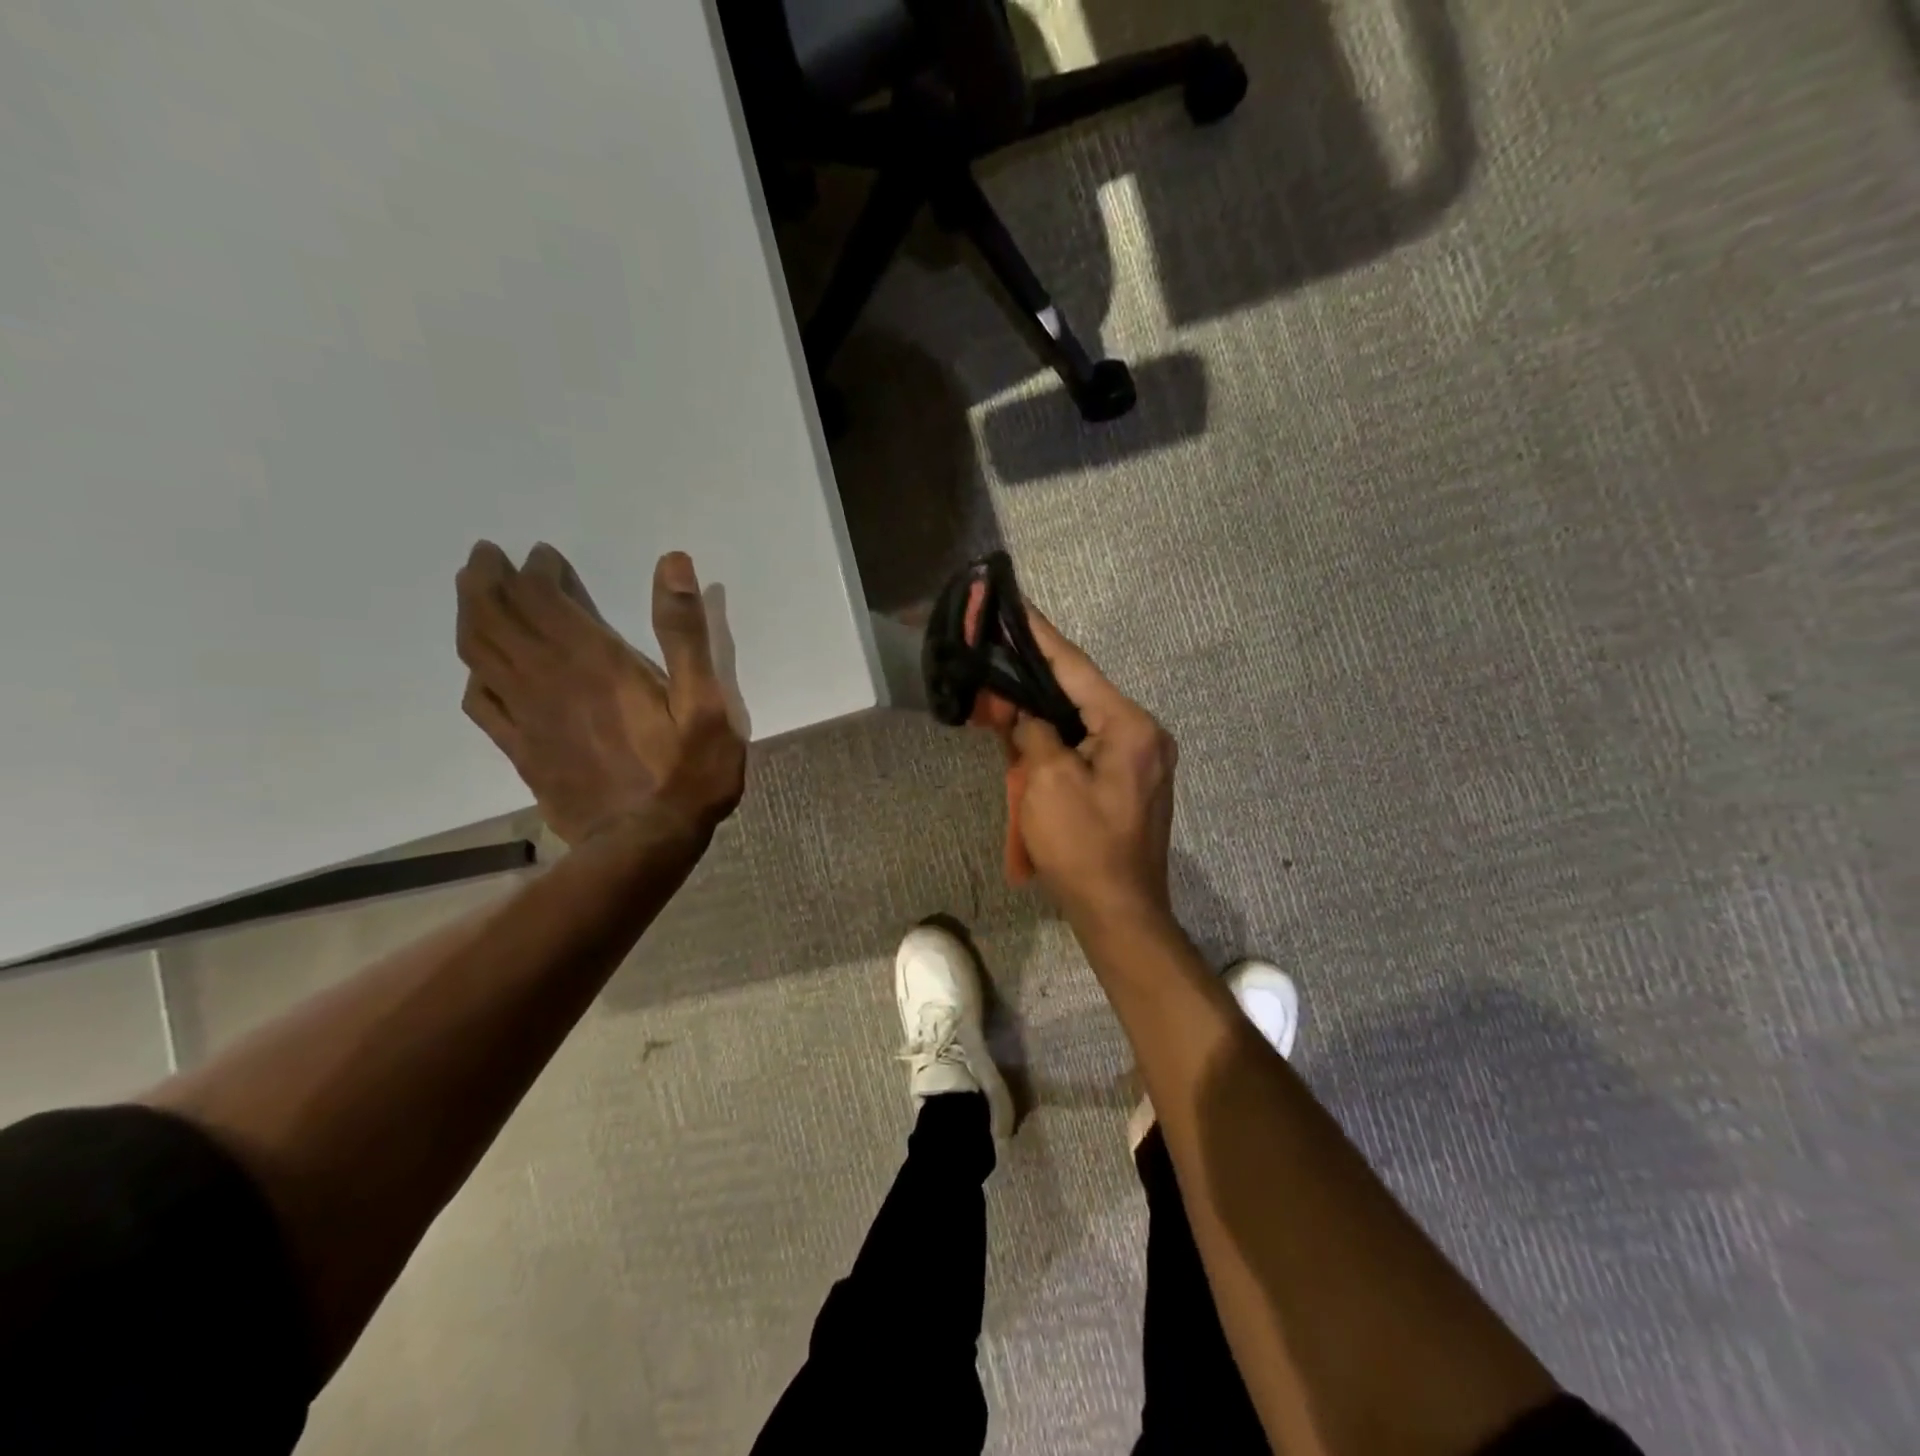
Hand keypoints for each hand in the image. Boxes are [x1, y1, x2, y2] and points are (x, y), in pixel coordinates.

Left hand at [454, 541, 745, 845]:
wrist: (643, 844)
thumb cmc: (686, 773)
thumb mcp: (707, 702)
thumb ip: (685, 633)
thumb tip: (672, 564)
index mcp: (593, 662)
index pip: (543, 598)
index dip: (536, 570)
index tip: (543, 554)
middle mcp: (548, 679)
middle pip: (495, 617)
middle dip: (487, 579)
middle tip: (486, 555)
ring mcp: (527, 717)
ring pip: (478, 653)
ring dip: (469, 614)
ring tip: (472, 593)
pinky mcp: (521, 749)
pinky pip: (481, 702)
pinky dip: (473, 673)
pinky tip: (480, 669)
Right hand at [1007, 612, 1177, 925]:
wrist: (1119, 913)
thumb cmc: (1083, 847)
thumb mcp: (1047, 782)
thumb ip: (1035, 732)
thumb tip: (1028, 714)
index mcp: (1130, 727)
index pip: (1076, 668)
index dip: (1040, 637)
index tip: (1016, 605)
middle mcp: (1144, 735)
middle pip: (1081, 692)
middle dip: (1036, 677)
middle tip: (998, 652)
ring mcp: (1141, 760)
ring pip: (1083, 720)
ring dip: (1045, 710)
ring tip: (1006, 689)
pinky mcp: (1130, 782)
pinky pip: (1088, 746)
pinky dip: (1058, 738)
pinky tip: (1029, 730)